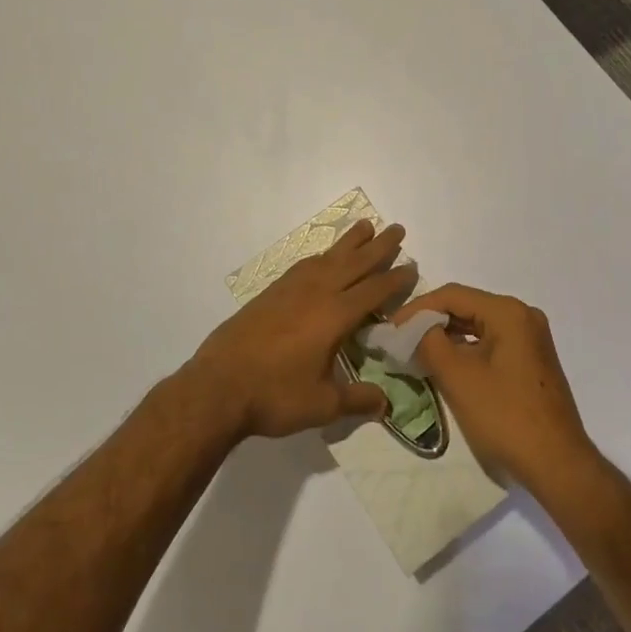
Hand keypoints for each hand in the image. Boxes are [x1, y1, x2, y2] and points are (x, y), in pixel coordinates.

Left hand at [186, 220, 413, 438]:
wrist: (218, 386)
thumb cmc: (274, 396)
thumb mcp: (322, 405)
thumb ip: (356, 400)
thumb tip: (385, 403)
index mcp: (335, 316)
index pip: (374, 290)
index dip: (396, 278)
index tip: (412, 266)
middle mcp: (317, 293)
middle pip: (355, 263)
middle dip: (379, 246)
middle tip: (397, 228)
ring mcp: (291, 289)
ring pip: (328, 257)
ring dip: (350, 242)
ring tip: (365, 226)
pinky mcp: (271, 292)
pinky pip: (305, 264)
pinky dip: (322, 255)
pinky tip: (324, 257)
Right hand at [396, 284, 592, 491]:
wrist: (557, 464)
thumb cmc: (505, 417)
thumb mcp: (458, 377)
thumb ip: (429, 343)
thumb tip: (412, 329)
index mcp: (508, 312)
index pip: (453, 295)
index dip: (417, 309)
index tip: (390, 328)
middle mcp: (523, 316)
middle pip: (466, 307)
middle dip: (430, 322)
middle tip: (399, 340)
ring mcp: (531, 339)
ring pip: (478, 327)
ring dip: (447, 337)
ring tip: (415, 352)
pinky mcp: (531, 361)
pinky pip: (491, 344)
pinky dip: (466, 351)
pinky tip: (445, 366)